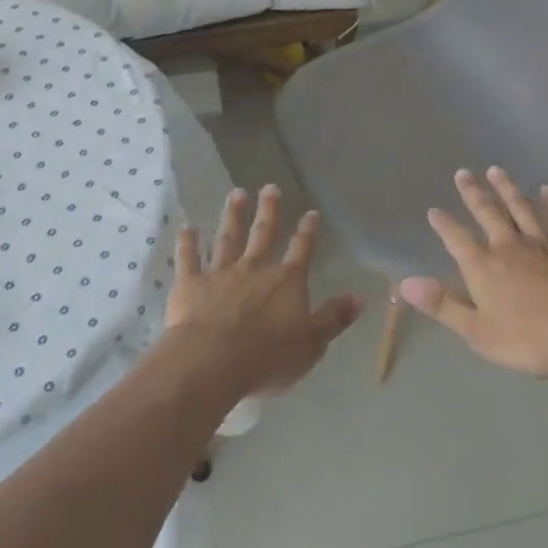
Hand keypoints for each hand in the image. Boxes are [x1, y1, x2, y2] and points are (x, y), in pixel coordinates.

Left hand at [165, 185, 361, 397]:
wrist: (212, 361)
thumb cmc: (267, 357)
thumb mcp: (312, 344)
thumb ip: (334, 318)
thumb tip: (360, 297)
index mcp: (286, 282)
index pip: (301, 250)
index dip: (308, 231)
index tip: (311, 212)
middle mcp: (254, 269)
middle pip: (263, 235)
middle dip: (268, 211)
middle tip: (269, 187)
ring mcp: (220, 273)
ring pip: (227, 239)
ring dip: (232, 216)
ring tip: (236, 194)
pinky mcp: (191, 284)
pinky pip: (189, 259)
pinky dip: (188, 243)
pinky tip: (187, 227)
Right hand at [397, 168, 547, 377]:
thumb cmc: (531, 339)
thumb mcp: (478, 332)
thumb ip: (443, 305)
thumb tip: (405, 283)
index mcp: (484, 267)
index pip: (457, 239)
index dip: (444, 225)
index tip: (434, 210)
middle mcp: (509, 246)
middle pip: (488, 213)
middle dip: (474, 193)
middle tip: (464, 172)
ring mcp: (543, 242)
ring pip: (521, 208)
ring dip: (508, 189)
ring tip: (496, 170)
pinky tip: (547, 191)